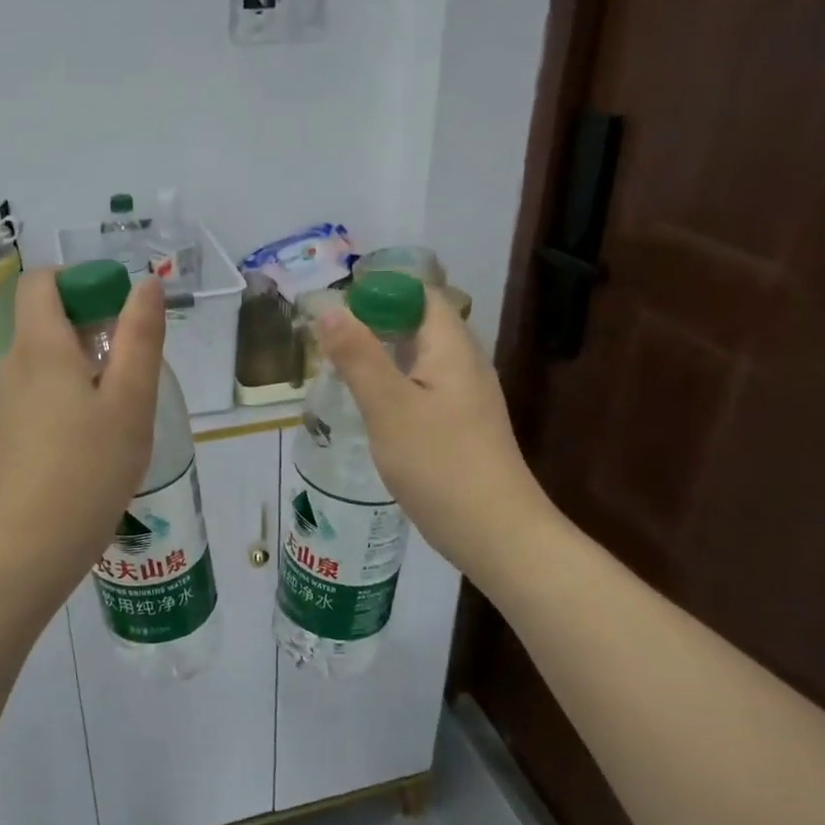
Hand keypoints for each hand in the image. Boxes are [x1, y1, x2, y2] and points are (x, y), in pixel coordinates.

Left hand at [0, 269, 163, 601]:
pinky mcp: (9, 431)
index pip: (42, 281)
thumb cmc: (90, 467)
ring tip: (123, 403)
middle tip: (134, 362)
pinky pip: (41, 389)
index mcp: (39, 346)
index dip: (81, 280)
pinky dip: (70, 390)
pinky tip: (97, 433)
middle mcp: (15, 364)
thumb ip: (140, 337)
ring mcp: (7, 400)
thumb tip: (144, 284)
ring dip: (85, 360)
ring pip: (46, 356)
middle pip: (46, 317)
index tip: (119, 308)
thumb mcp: (131, 399)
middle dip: (93, 323)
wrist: (33, 546)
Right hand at [314, 289, 547, 578]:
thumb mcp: (389, 406)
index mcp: (452, 348)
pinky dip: (393, 385)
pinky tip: (369, 407)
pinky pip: (423, 388)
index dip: (380, 290)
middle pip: (419, 324)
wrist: (497, 534)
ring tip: (339, 369)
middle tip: (328, 339)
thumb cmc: (440, 464)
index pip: (420, 294)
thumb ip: (358, 356)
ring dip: (382, 356)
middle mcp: (464, 364)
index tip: (337, 306)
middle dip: (374, 323)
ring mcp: (466, 397)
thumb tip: (331, 308)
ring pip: (419, 358)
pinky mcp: (461, 426)